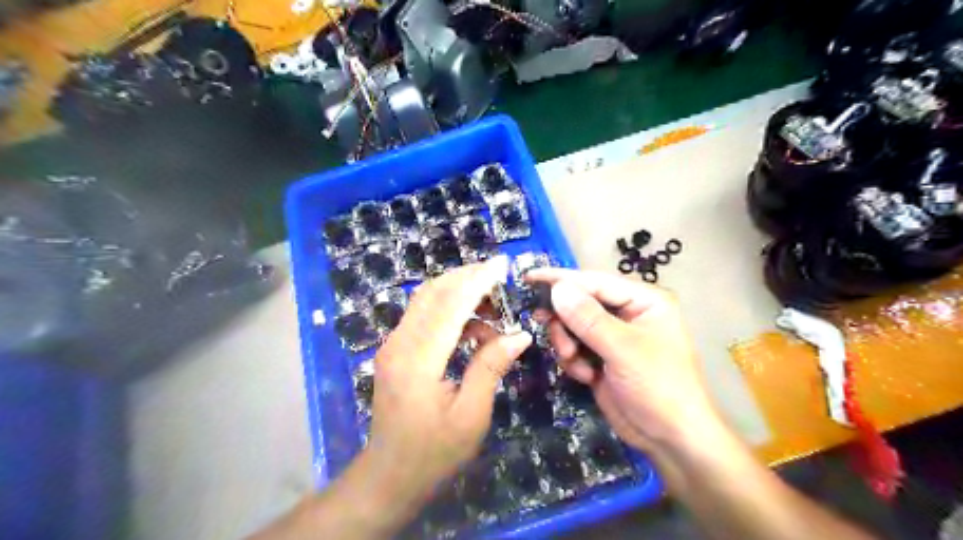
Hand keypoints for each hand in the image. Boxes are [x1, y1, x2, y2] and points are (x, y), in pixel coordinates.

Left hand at [361, 257, 529, 510]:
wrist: (389, 477)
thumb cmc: (433, 453)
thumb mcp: (471, 415)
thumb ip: (490, 367)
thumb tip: (519, 335)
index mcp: (418, 360)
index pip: (450, 305)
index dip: (478, 281)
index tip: (503, 264)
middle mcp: (400, 343)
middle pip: (432, 293)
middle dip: (467, 278)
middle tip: (500, 280)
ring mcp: (394, 345)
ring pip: (427, 301)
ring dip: (460, 294)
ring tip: (494, 310)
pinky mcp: (396, 351)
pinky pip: (424, 317)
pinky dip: (451, 312)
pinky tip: (475, 330)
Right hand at [526, 267, 721, 457]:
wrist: (670, 440)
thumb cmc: (658, 387)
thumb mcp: (623, 350)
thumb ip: (588, 318)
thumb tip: (557, 289)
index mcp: (643, 300)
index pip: (595, 281)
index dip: (561, 279)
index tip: (528, 278)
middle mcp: (627, 313)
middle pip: (580, 302)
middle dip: (565, 322)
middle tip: (553, 334)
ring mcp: (612, 336)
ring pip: (572, 326)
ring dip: (568, 344)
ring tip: (575, 363)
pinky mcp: (601, 357)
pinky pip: (574, 346)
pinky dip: (573, 360)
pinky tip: (587, 376)